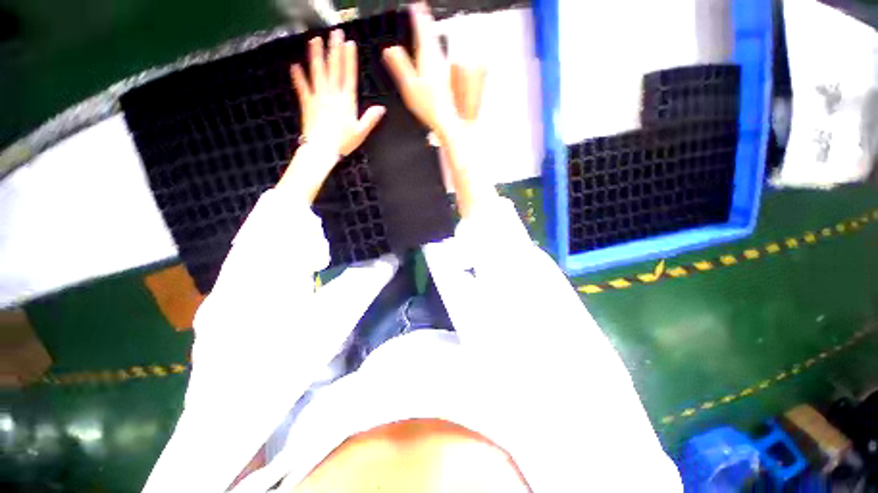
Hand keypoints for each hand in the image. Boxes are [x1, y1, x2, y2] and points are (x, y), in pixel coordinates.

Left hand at [278, 30, 384, 201]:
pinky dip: (298, 77)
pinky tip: (294, 66)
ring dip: (316, 56)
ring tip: (315, 40)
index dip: (349, 59)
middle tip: (334, 33)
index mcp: (346, 102)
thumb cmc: (343, 142)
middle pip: (333, 69)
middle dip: (334, 50)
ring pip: (317, 73)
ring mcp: (318, 97)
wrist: (322, 149)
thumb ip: (370, 119)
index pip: (348, 76)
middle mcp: (332, 95)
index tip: (349, 43)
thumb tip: (381, 108)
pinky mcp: (307, 103)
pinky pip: (302, 88)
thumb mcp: (361, 132)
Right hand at [382, 4, 458, 138]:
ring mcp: (444, 68)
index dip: (417, 16)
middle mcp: (438, 60)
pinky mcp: (447, 77)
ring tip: (427, 24)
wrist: (447, 119)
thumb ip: (399, 66)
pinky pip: (440, 56)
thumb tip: (389, 50)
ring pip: (437, 44)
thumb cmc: (430, 106)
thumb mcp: (409, 86)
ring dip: (431, 32)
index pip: (421, 30)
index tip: (414, 5)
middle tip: (422, 8)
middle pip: (431, 34)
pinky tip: (435, 52)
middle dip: (425, 20)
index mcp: (427, 58)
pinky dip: (436, 48)